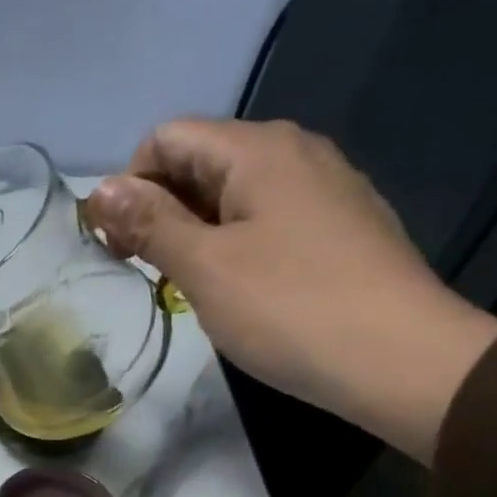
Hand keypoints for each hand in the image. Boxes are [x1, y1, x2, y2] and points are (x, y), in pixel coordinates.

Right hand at [82, 118, 496, 463]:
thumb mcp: (205, 267)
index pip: (169, 138)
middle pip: (203, 161)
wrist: (398, 358)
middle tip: (143, 271)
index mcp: (259, 149)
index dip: (130, 186)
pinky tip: (236, 289)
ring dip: (194, 231)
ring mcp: (325, 189)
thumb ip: (150, 223)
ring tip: (184, 285)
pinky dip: (235, 243)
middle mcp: (295, 152)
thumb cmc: (289, 308)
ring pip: (235, 194)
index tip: (118, 245)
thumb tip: (98, 190)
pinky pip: (269, 219)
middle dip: (159, 209)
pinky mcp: (341, 227)